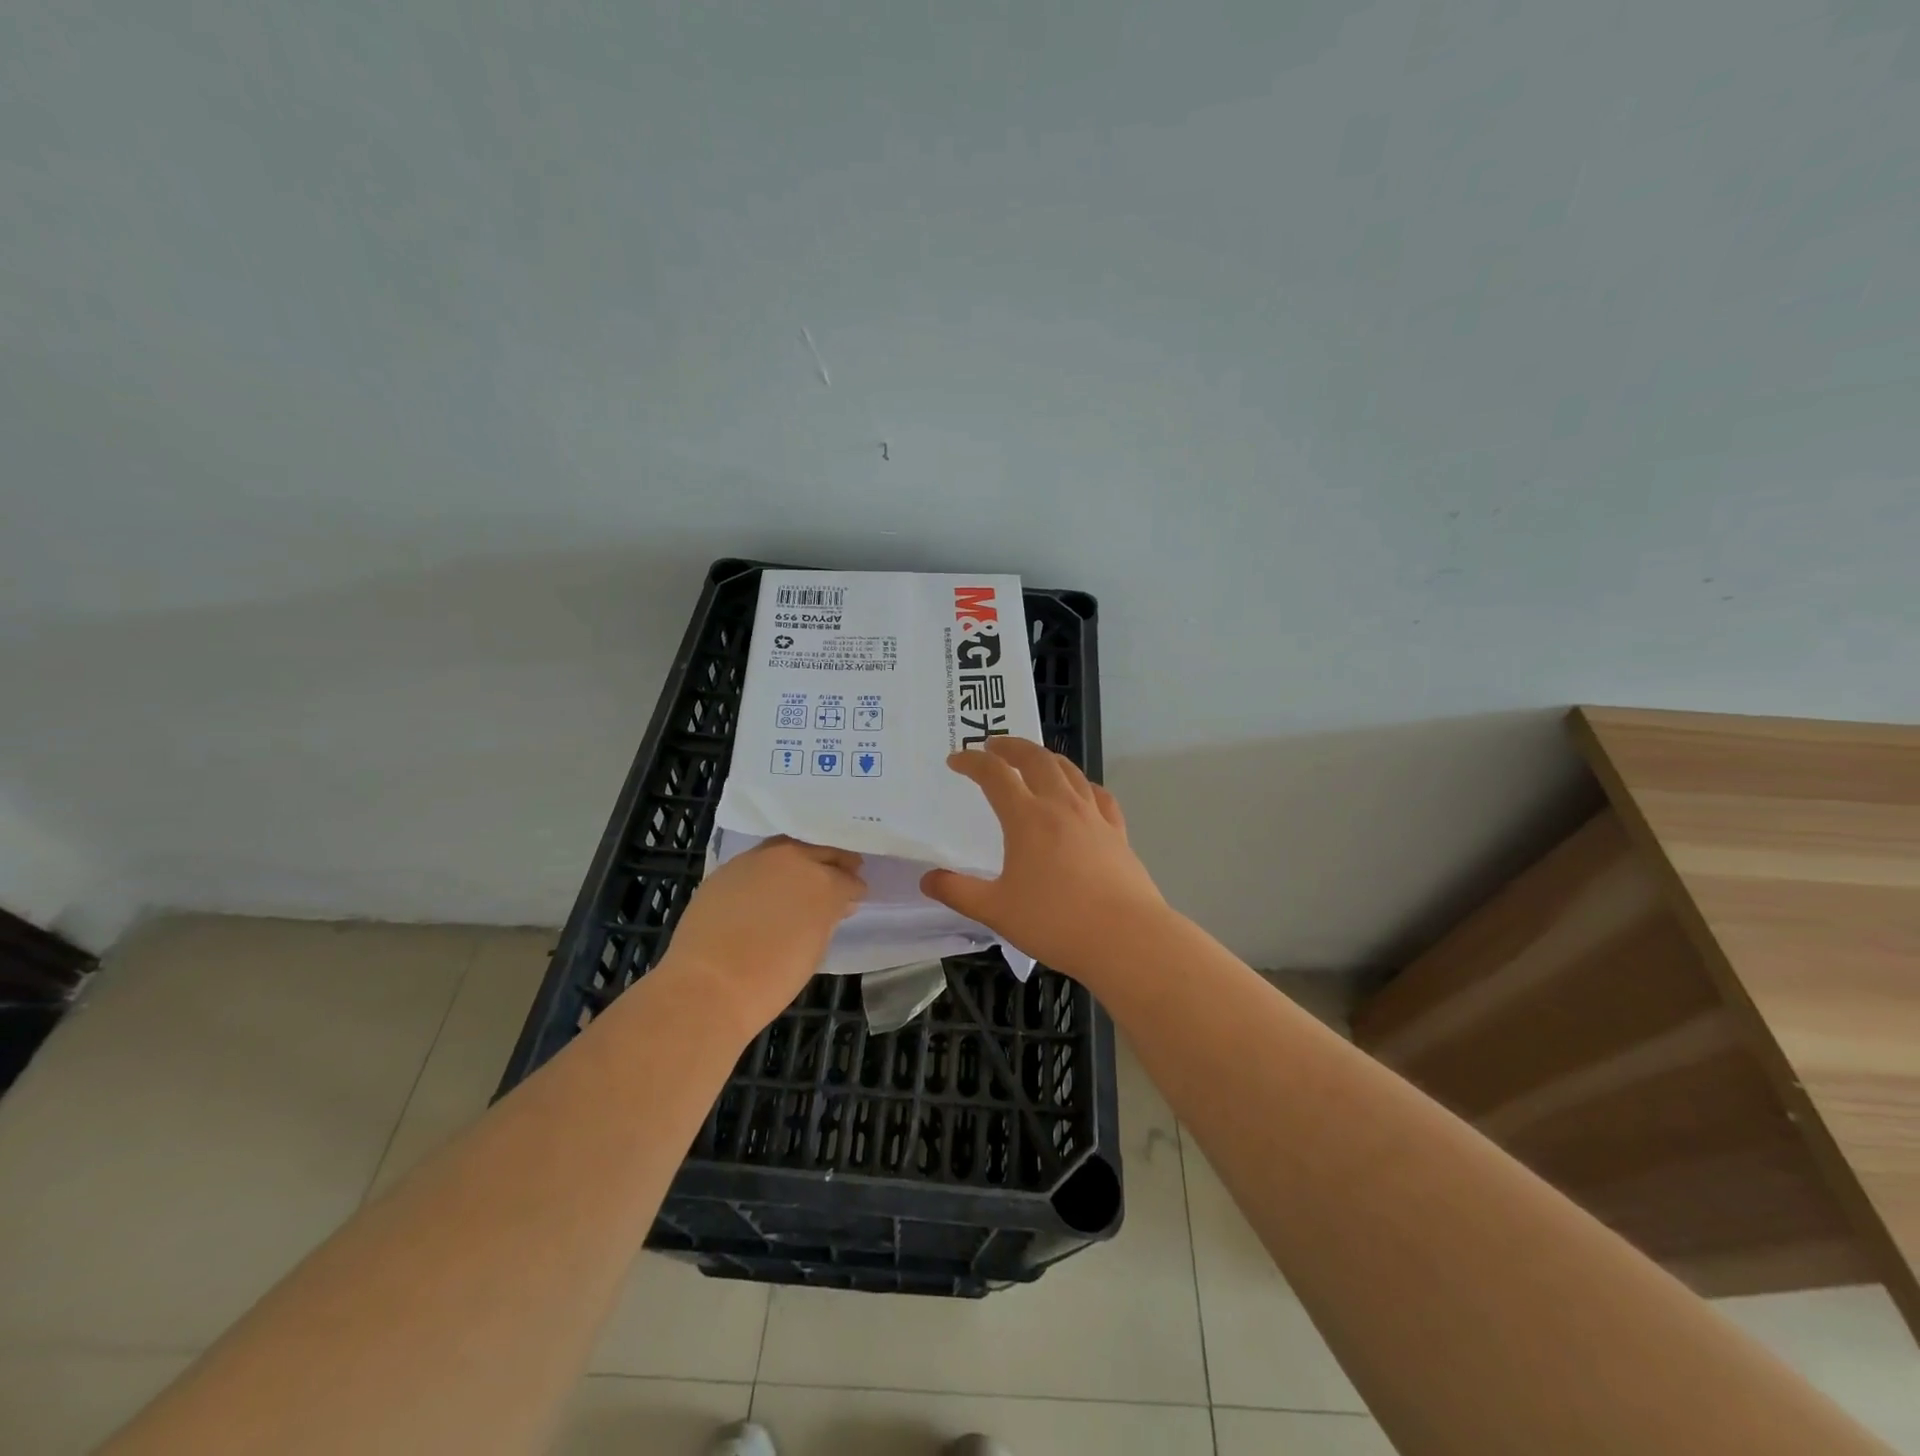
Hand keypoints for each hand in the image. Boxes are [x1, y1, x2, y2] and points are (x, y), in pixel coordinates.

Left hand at [662, 837, 865, 1033]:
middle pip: (822, 851)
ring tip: (803, 877)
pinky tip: (767, 886)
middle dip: (835, 863)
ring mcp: (757, 860)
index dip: (854, 889)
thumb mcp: (814, 949)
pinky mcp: (728, 868)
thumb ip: (827, 919)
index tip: (855, 897)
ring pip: (788, 848)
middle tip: (841, 874)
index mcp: (824, 883)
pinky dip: (769, 869)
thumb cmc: (772, 978)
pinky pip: (758, 861)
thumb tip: (834, 906)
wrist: (709, 984)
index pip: (848, 879)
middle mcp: (793, 860)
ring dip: (801, 858)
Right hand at [921, 737, 1168, 977]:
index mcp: (1027, 818)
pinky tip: (1081, 792)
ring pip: (1069, 770)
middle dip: (1011, 746)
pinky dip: (1082, 783)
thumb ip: (958, 892)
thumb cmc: (1055, 922)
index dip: (972, 762)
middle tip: (994, 745)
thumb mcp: (996, 911)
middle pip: (1035, 758)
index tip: (956, 760)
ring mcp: (1094, 816)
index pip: (994, 774)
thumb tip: (927, 879)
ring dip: (1045, 757)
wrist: (1126, 938)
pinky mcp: (1117, 832)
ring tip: (1033, 759)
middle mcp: (1061, 806)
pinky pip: (1098, 795)